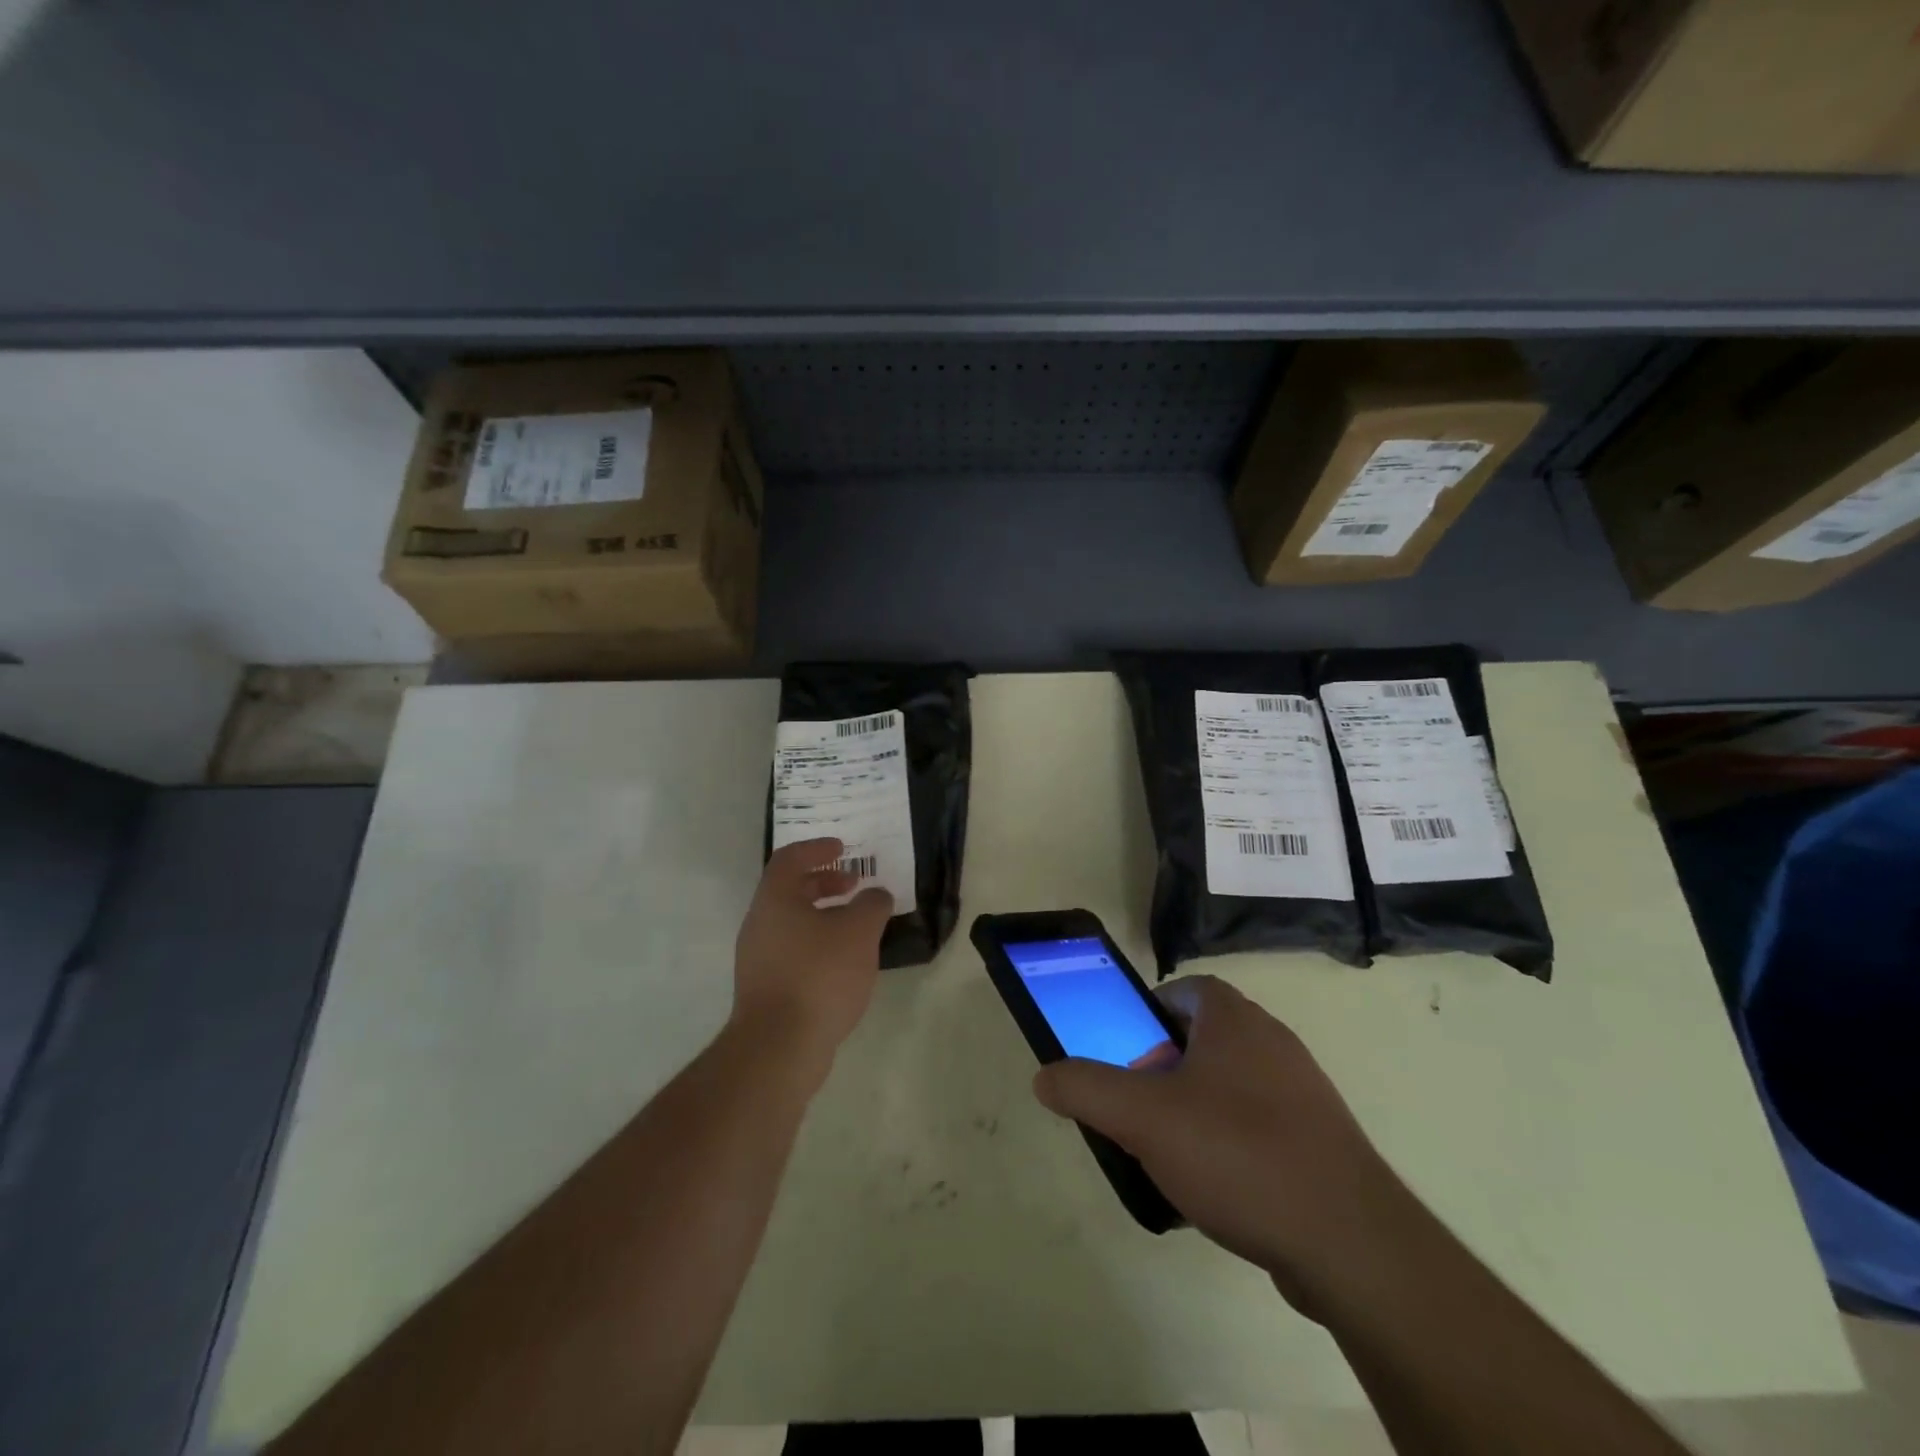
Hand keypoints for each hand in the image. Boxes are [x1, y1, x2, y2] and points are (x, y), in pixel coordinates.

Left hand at [732, 838, 892, 1074]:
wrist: (780, 1046)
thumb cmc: (819, 975)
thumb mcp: (858, 931)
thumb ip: (871, 905)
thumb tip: (875, 896)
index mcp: (774, 900)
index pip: (790, 858)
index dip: (817, 848)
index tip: (843, 848)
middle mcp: (759, 924)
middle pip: (789, 890)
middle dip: (824, 882)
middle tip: (854, 886)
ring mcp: (758, 959)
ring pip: (792, 923)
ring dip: (824, 916)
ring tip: (856, 927)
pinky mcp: (765, 989)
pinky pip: (793, 951)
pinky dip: (818, 944)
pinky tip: (844, 964)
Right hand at [1032, 974, 1414, 1314]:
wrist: (1350, 1243)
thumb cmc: (1238, 1154)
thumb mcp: (1142, 1118)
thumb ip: (1086, 1089)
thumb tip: (1044, 1076)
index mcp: (1235, 1020)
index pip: (1185, 990)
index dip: (1148, 1014)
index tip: (1126, 1054)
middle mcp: (1273, 1042)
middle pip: (1203, 1038)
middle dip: (1165, 1067)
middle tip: (1138, 1108)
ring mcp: (1303, 1092)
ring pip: (1231, 1085)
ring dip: (1195, 1109)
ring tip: (1169, 1154)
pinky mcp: (1321, 1142)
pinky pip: (1260, 1127)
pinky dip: (1230, 1145)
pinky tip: (1215, 1190)